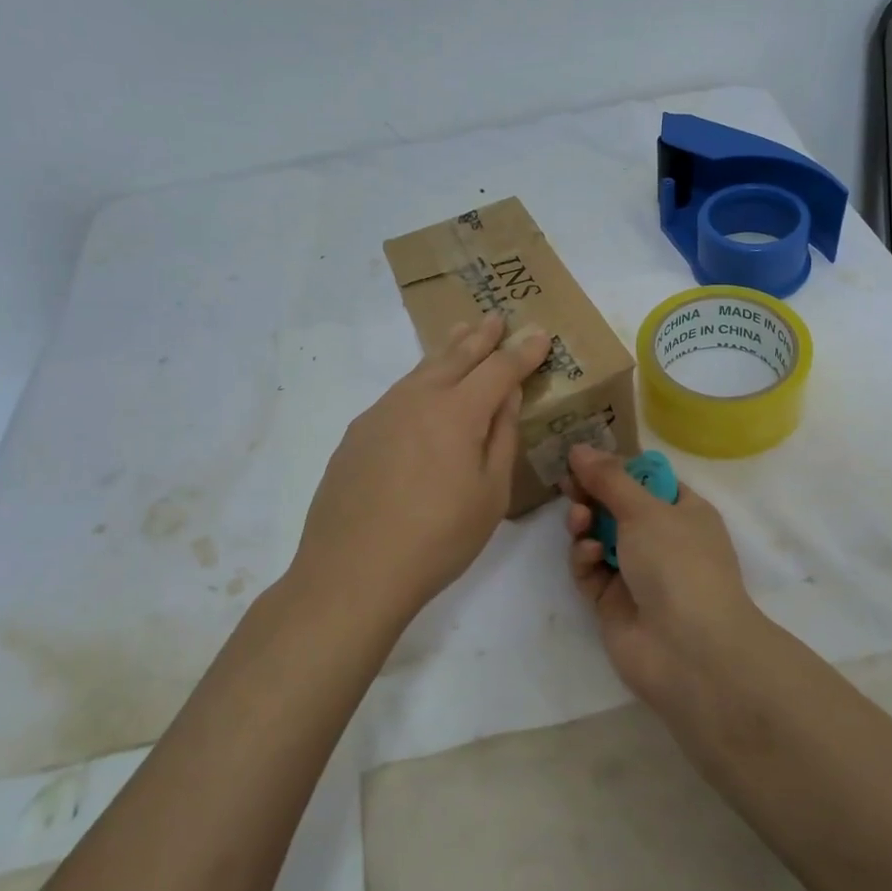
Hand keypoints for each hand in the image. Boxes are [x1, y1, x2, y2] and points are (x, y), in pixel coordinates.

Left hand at [294, 314, 549, 617]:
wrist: (351, 572)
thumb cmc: (437, 539)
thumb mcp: (489, 494)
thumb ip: (501, 437)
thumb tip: (507, 396)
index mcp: (457, 412)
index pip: (498, 369)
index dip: (522, 352)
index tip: (539, 336)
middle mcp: (417, 399)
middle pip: (455, 357)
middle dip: (481, 337)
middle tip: (495, 318)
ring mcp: (381, 413)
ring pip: (421, 370)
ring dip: (446, 351)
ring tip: (459, 336)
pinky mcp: (357, 434)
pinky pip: (398, 394)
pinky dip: (419, 381)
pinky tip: (421, 392)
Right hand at [562, 444, 770, 709]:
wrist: (690, 651)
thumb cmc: (678, 563)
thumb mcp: (646, 510)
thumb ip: (608, 478)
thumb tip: (580, 447)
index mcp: (684, 511)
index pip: (647, 480)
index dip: (616, 468)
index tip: (583, 457)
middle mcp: (662, 539)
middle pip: (617, 507)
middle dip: (592, 495)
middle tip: (567, 484)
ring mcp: (637, 572)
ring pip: (599, 537)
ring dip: (585, 524)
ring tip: (579, 522)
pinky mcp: (613, 602)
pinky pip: (590, 570)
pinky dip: (585, 559)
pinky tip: (589, 555)